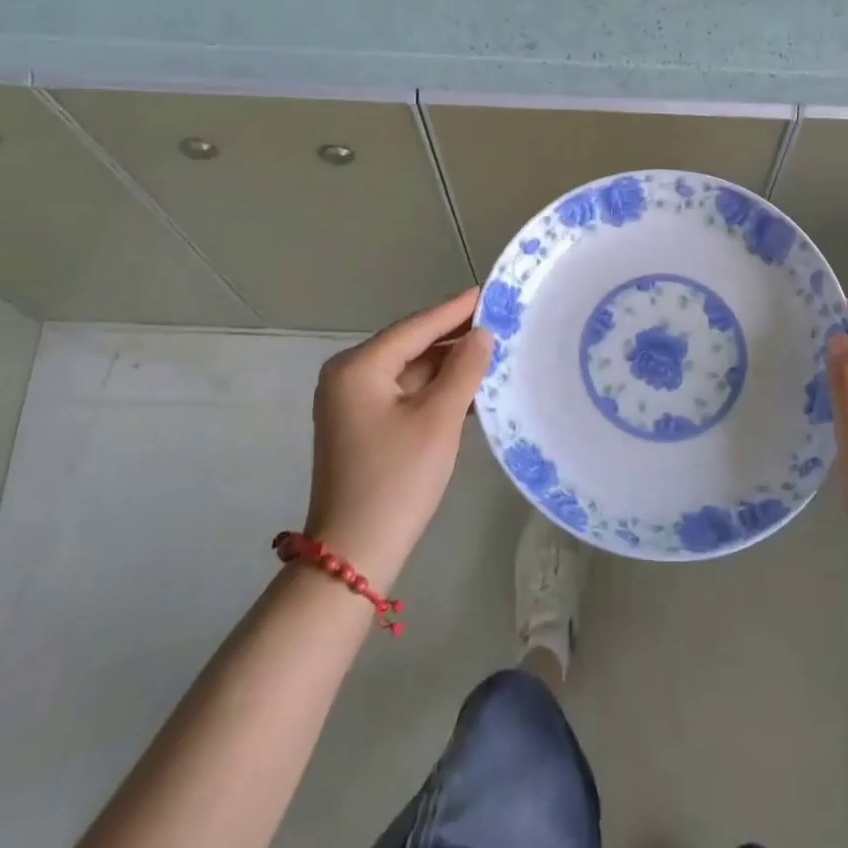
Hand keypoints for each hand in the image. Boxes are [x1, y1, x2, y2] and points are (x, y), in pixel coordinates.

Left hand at [304, 287, 491, 586]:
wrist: (353, 555)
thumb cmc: (397, 479)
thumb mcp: (439, 419)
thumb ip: (464, 369)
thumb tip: (482, 334)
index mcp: (359, 367)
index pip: (416, 327)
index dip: (455, 310)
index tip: (489, 291)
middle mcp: (348, 377)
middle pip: (411, 346)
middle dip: (454, 337)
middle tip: (499, 322)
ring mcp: (351, 403)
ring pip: (409, 371)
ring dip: (447, 365)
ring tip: (492, 350)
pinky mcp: (361, 426)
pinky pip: (404, 393)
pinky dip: (434, 389)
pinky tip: (469, 387)